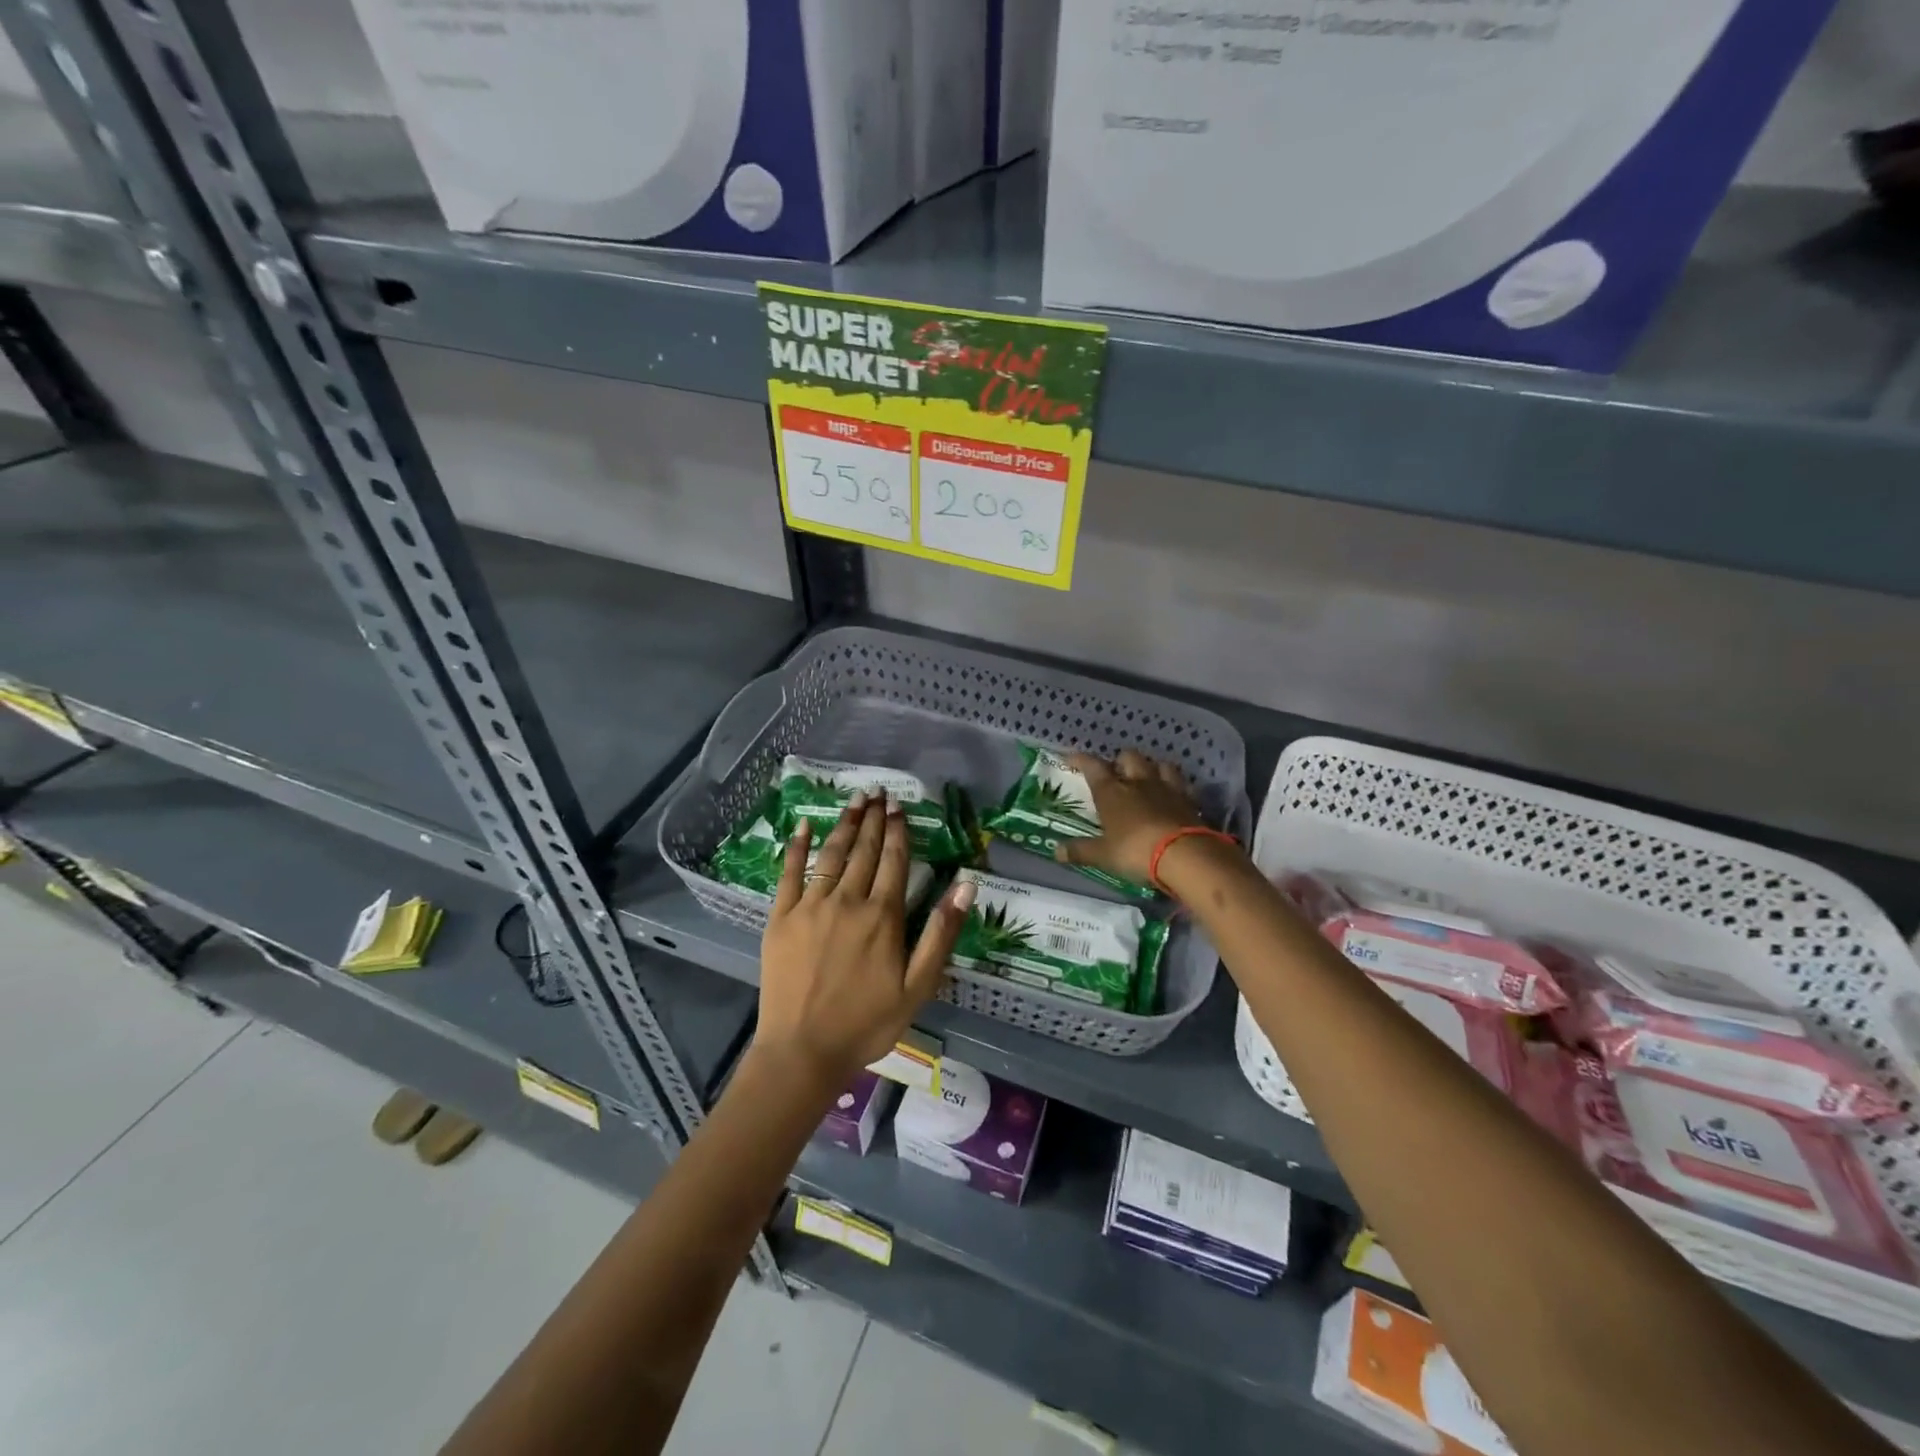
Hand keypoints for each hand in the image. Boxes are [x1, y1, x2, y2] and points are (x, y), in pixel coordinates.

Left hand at [757, 795, 974, 1087]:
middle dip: (873, 819)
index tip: (899, 806)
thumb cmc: (867, 1022)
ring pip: (832, 855)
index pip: (893, 861)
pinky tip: (803, 825)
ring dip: (844, 824)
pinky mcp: (781, 918)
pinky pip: (789, 874)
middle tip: (878, 791)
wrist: (803, 1051)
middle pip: (864, 850)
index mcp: (882, 916)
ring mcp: (811, 906)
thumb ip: (941, 933)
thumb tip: (966, 886)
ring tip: (854, 799)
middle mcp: (848, 901)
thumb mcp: (918, 986)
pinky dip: (796, 847)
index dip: (898, 831)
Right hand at [1055, 750, 1208, 885]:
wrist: (1184, 855)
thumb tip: (1055, 851)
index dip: (1080, 759)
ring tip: (1148, 777)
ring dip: (1152, 767)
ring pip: (1160, 764)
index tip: (1071, 758)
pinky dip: (1176, 786)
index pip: (1093, 766)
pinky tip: (1174, 794)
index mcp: (1112, 792)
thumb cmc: (1135, 851)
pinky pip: (1183, 784)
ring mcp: (1167, 788)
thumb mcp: (1103, 854)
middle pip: (1129, 756)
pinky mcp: (1190, 800)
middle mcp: (1138, 782)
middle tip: (1116, 771)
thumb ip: (1080, 851)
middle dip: (1121, 760)